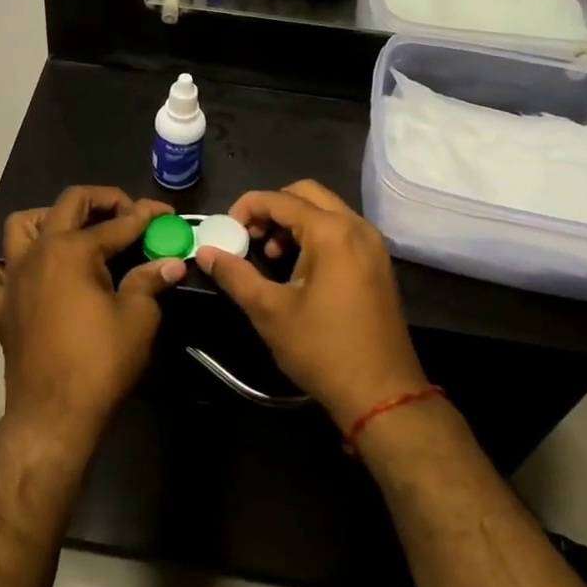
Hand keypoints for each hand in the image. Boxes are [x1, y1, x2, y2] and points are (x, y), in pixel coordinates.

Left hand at [0, 187, 186, 432]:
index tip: (166, 215)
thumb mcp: (138, 317)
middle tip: (127, 214)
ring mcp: (13, 278)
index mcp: (73, 249)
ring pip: (20, 227)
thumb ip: (150, 280)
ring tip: (73, 234)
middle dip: (102, 200)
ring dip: (47, 220)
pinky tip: (26, 279)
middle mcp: (38, 252)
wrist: (54, 413)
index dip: (147, 216)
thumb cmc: (100, 361)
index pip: (119, 223)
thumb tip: (171, 262)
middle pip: (68, 204)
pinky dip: (5, 271)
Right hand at [194, 180, 427, 430]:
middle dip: (272, 208)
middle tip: (249, 236)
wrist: (382, 393)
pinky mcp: (378, 262)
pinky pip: (341, 229)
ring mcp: (372, 244)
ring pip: (326, 210)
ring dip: (294, 221)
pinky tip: (297, 267)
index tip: (226, 230)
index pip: (280, 199)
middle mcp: (356, 226)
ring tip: (270, 254)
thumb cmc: (322, 348)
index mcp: (332, 231)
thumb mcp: (270, 311)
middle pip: (306, 194)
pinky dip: (315, 234)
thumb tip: (205, 252)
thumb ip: (235, 274)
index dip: (247, 208)